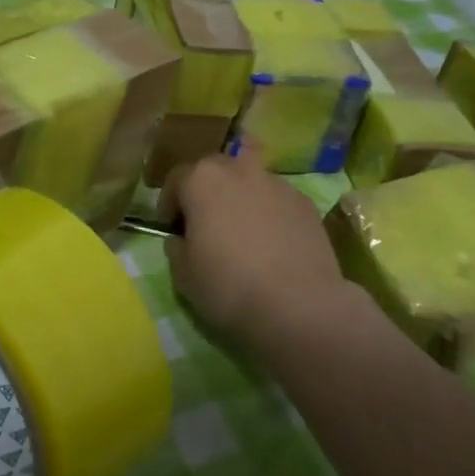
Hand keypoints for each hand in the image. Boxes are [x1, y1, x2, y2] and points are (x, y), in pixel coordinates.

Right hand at [163, 149, 351, 352]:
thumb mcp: (183, 274)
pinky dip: (269, 213)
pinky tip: (271, 244)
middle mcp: (240, 170)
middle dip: (206, 191)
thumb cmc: (228, 286)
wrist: (297, 305)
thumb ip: (176, 248)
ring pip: (249, 182)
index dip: (169, 204)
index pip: (176, 179)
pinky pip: (277, 201)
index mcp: (202, 180)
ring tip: (242, 233)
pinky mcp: (306, 203)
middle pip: (215, 170)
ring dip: (240, 198)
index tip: (170, 228)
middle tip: (205, 223)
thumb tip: (181, 239)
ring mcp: (277, 184)